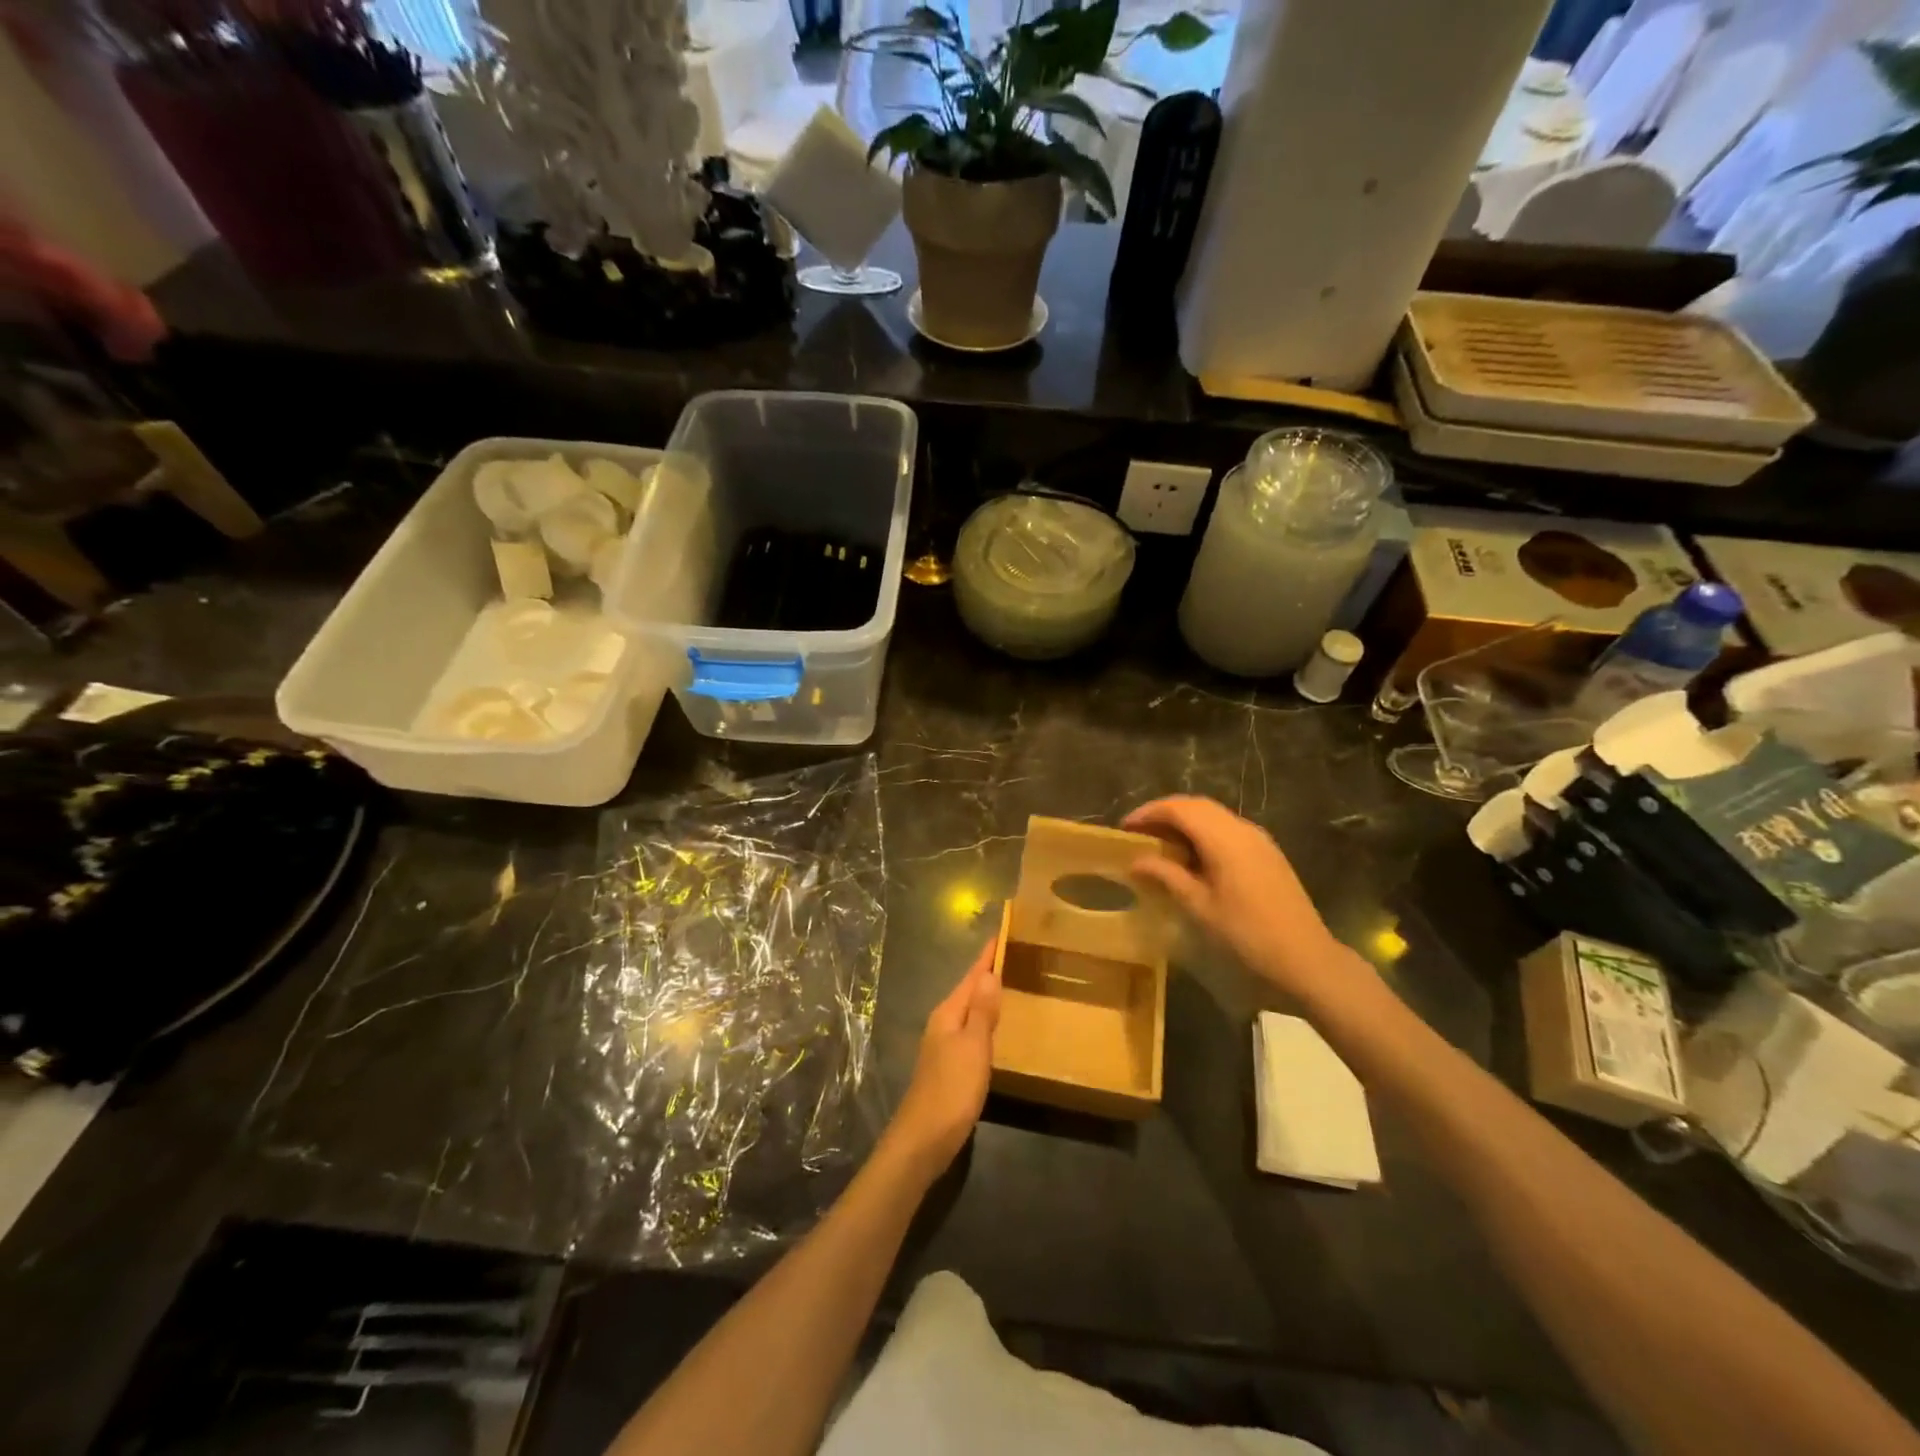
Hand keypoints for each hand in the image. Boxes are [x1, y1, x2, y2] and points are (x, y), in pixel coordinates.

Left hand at [884, 938, 1001, 1180]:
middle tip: (1014, 955)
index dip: (987, 956)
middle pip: (968, 990)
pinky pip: (970, 1031)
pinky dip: (984, 1021)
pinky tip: (995, 1028)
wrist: (922, 1141)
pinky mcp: (948, 1067)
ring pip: (968, 1010)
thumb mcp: (973, 1048)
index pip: (971, 976)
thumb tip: (989, 972)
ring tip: (1009, 984)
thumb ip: (982, 1012)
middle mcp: (943, 1023)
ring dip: (986, 997)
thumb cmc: (951, 1090)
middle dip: (987, 972)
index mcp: (948, 1014)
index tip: (1002, 933)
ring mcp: (943, 1046)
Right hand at [1124, 796, 1369, 1005]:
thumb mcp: (1199, 906)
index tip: (1125, 828)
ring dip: (1185, 822)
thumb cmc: (1246, 934)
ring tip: (1160, 844)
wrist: (1306, 959)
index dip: (1149, 813)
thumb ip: (1166, 875)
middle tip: (1139, 832)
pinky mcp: (1267, 853)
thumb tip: (1135, 860)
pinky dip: (1203, 833)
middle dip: (1165, 813)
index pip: (1179, 808)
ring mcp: (1258, 839)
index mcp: (1224, 838)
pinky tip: (1192, 857)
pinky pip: (1228, 830)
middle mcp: (1242, 829)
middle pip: (1197, 806)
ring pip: (1214, 816)